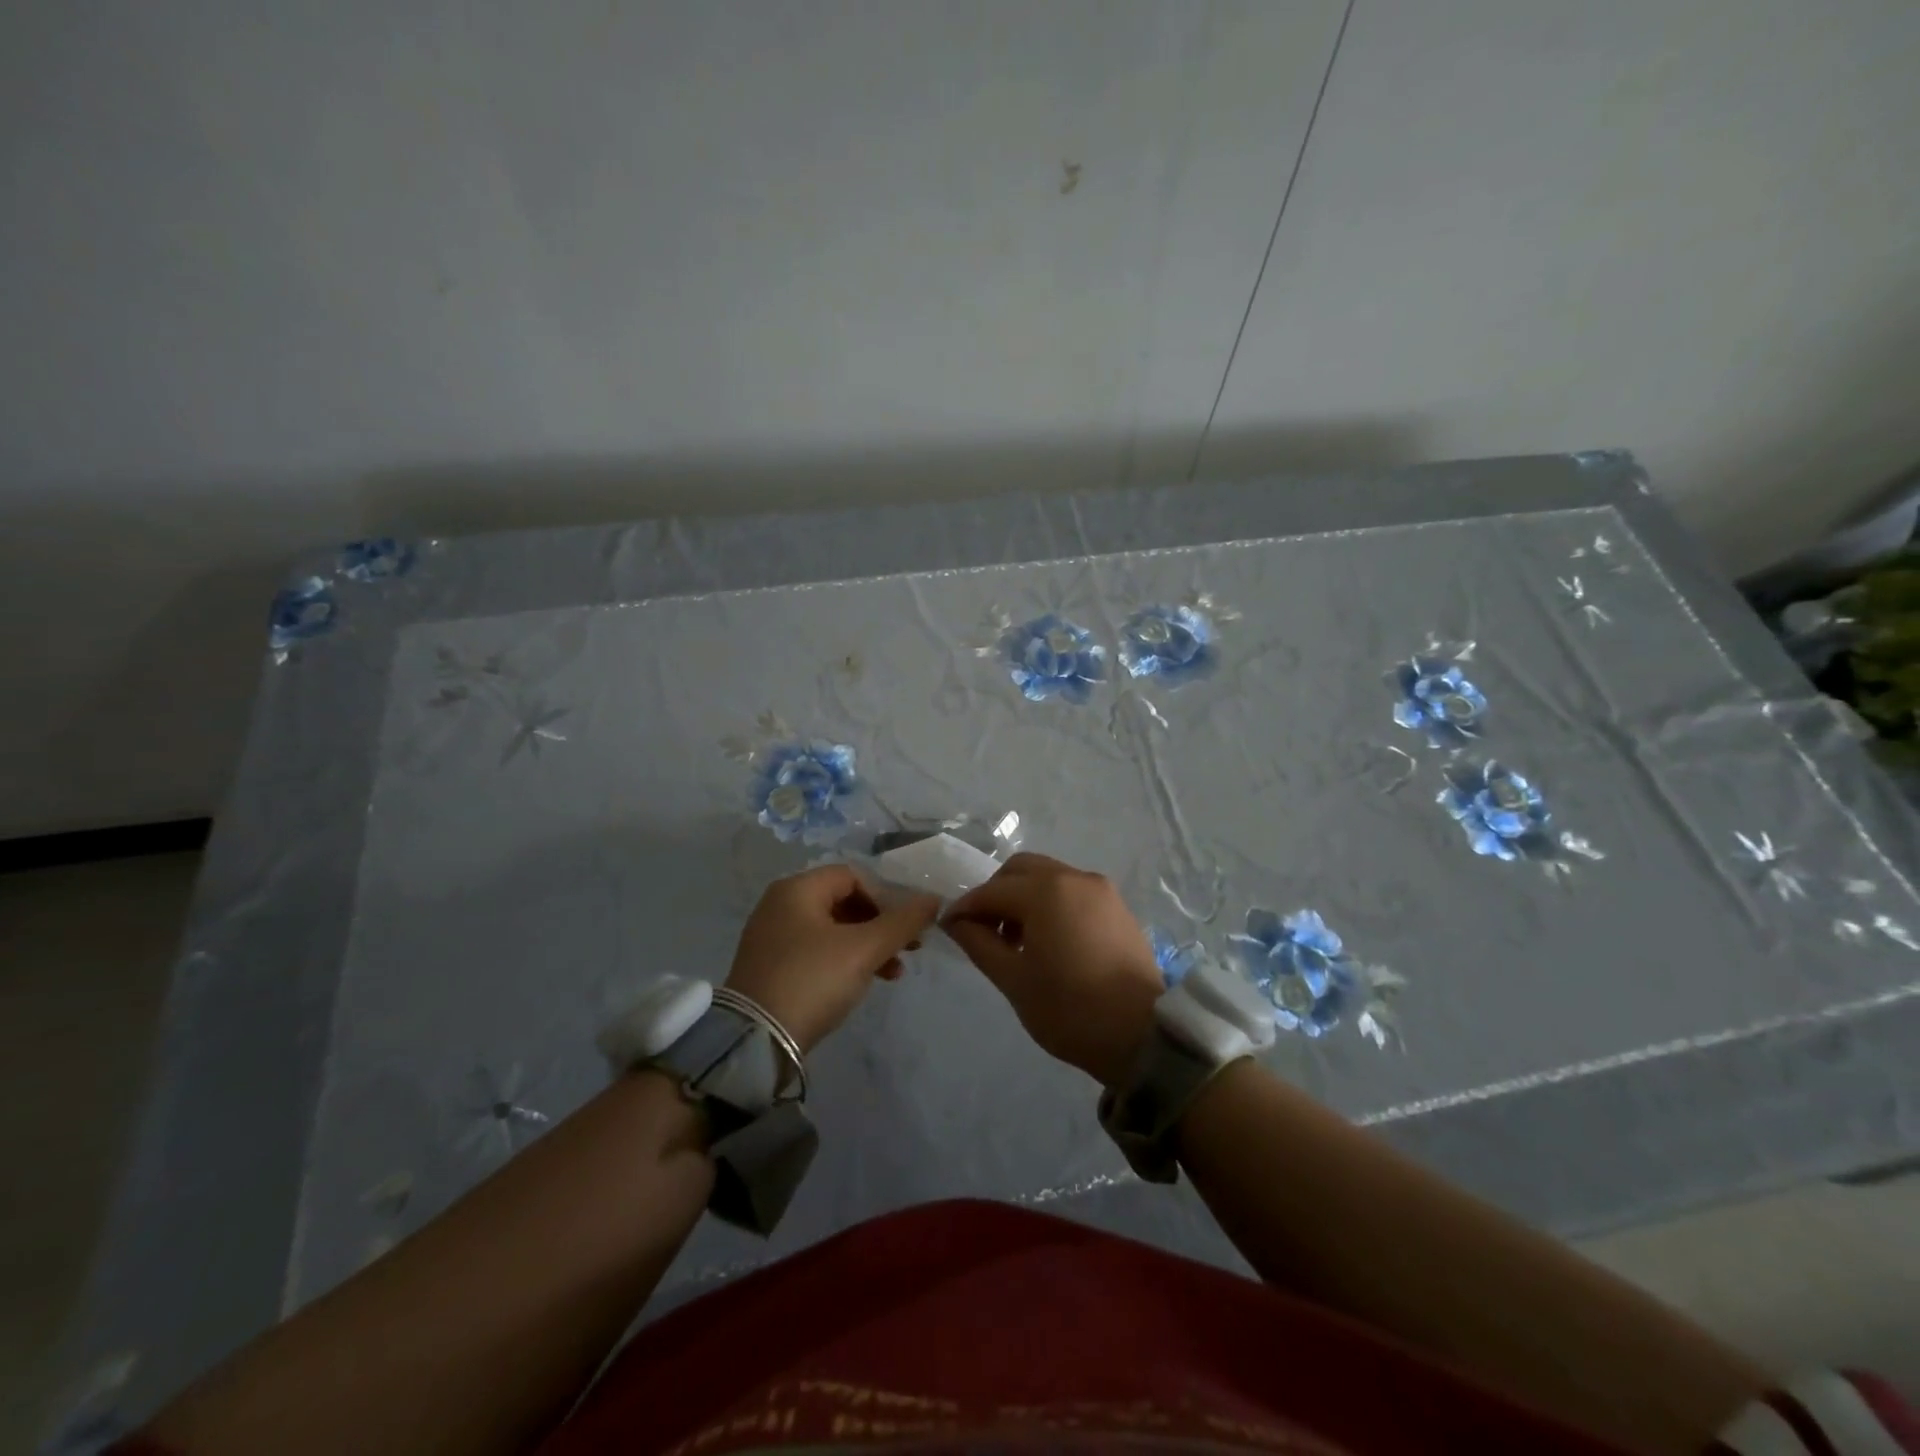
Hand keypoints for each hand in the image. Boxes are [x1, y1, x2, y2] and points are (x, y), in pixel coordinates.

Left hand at [725, 865, 940, 1055]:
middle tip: (909, 948)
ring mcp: (773, 936)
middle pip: (844, 901)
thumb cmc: (813, 980)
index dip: (886, 897)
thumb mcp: (864, 950)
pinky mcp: (771, 966)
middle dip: (881, 924)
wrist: (756, 1042)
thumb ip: (902, 922)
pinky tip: (864, 982)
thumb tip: (935, 900)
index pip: (853, 876)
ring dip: (867, 945)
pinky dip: (844, 960)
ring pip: (833, 929)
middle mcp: (780, 904)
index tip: (906, 926)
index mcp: (797, 889)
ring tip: (893, 973)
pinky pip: (817, 950)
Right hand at [942, 854, 1163, 1086]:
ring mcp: (1100, 889)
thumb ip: (980, 943)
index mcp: (1045, 892)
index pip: (992, 891)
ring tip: (1016, 939)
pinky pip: (1072, 890)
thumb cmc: (1070, 1009)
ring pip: (1048, 876)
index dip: (966, 908)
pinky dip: (1051, 902)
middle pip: (1020, 870)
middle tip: (984, 930)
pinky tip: (1048, 938)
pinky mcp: (1116, 905)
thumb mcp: (1014, 980)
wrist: (1143, 1035)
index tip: (948, 927)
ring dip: (1024, 896)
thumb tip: (956, 921)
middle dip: (996, 893)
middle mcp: (1073, 877)